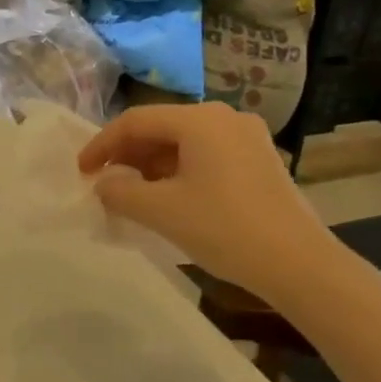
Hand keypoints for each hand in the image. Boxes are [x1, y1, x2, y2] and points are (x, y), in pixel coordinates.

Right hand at [78, 103, 335, 304]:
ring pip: (183, 142)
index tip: (81, 171)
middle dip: (127, 154)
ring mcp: (246, 138)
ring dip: (151, 165)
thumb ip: (120, 192)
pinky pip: (205, 155)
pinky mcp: (259, 160)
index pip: (135, 121)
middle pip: (161, 127)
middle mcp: (224, 117)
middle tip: (103, 182)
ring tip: (131, 193)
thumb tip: (104, 183)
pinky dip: (178, 171)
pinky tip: (168, 197)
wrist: (299, 264)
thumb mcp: (161, 211)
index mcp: (200, 120)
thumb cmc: (225, 229)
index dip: (102, 145)